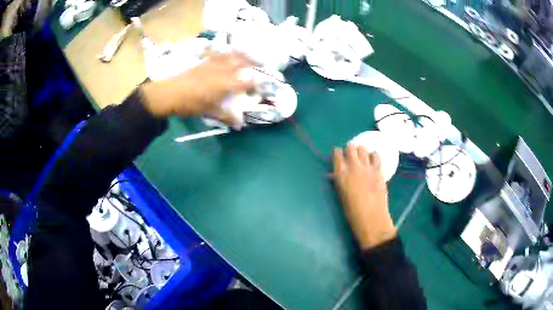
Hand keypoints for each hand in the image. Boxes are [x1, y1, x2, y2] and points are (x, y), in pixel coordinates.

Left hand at [141, 52, 255, 126]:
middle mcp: (221, 71)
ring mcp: (213, 64)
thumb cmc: (189, 104)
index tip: (263, 83)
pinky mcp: (205, 62)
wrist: (169, 93)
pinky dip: (228, 52)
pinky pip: (219, 54)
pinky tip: (229, 53)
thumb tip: (239, 124)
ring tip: (250, 55)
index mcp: (224, 85)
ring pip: (231, 55)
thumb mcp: (208, 112)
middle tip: (263, 63)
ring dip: (243, 54)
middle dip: (254, 61)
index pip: (246, 81)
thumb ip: (225, 116)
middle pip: (241, 62)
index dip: (257, 82)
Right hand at [333, 145, 396, 249]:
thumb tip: (335, 175)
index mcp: (341, 175)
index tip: (339, 155)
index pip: (337, 154)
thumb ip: (339, 182)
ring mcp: (368, 168)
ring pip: (364, 149)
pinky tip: (372, 162)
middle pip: (351, 148)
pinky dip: (373, 156)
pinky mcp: (379, 171)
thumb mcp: (341, 196)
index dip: (337, 153)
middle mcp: (353, 167)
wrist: (372, 219)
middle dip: (350, 149)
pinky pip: (376, 156)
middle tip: (351, 155)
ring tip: (362, 157)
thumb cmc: (352, 212)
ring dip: (361, 151)